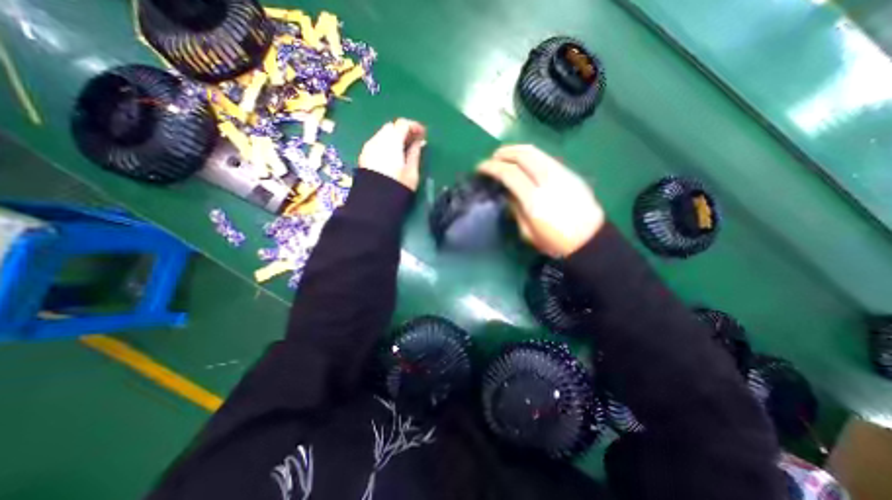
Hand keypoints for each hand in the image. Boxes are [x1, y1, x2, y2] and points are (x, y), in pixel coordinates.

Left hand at [358, 120, 426, 189]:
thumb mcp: (412, 171)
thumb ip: (415, 153)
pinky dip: (385, 144)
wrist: (375, 201)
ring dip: (393, 138)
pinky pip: (376, 143)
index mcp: (392, 141)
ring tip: (403, 149)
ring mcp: (369, 147)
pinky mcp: (364, 155)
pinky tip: (391, 156)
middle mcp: (378, 139)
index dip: (414, 126)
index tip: (423, 134)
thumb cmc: (398, 186)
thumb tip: (419, 142)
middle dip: (403, 131)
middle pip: (391, 127)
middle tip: (414, 141)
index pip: (403, 124)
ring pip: (382, 134)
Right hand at [480, 143, 604, 253]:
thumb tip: (508, 191)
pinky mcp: (570, 172)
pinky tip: (525, 160)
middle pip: (522, 155)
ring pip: (536, 151)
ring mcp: (561, 174)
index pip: (509, 173)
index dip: (492, 167)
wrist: (588, 239)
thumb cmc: (554, 241)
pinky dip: (530, 154)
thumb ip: (516, 208)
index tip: (481, 167)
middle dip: (503, 153)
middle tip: (492, 158)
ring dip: (517, 150)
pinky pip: (546, 157)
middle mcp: (548, 181)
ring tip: (506, 155)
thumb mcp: (527, 232)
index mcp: (534, 200)